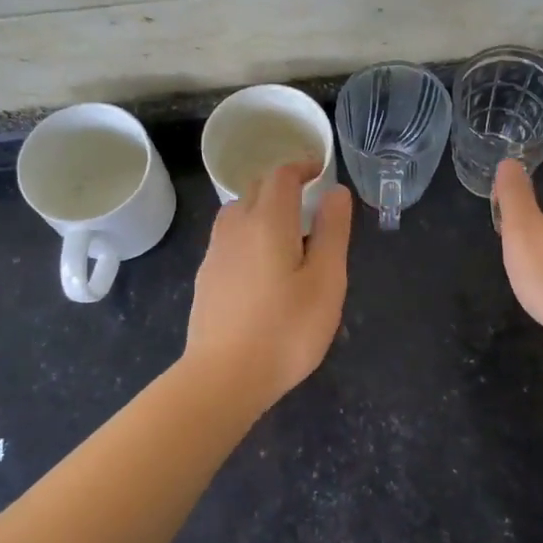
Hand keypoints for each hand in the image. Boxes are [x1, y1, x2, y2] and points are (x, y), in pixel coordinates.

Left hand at [183, 162, 353, 409]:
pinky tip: (262, 265)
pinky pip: (229, 238)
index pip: (282, 175)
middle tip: (309, 202)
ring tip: (287, 233)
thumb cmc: (286, 329)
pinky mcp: (206, 277)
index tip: (320, 171)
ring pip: (238, 212)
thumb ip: (333, 231)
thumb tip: (336, 192)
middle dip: (283, 185)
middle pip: (256, 188)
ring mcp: (216, 252)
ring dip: (262, 209)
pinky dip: (248, 234)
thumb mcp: (326, 281)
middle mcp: (236, 226)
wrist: (223, 377)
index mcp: (268, 221)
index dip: (302, 166)